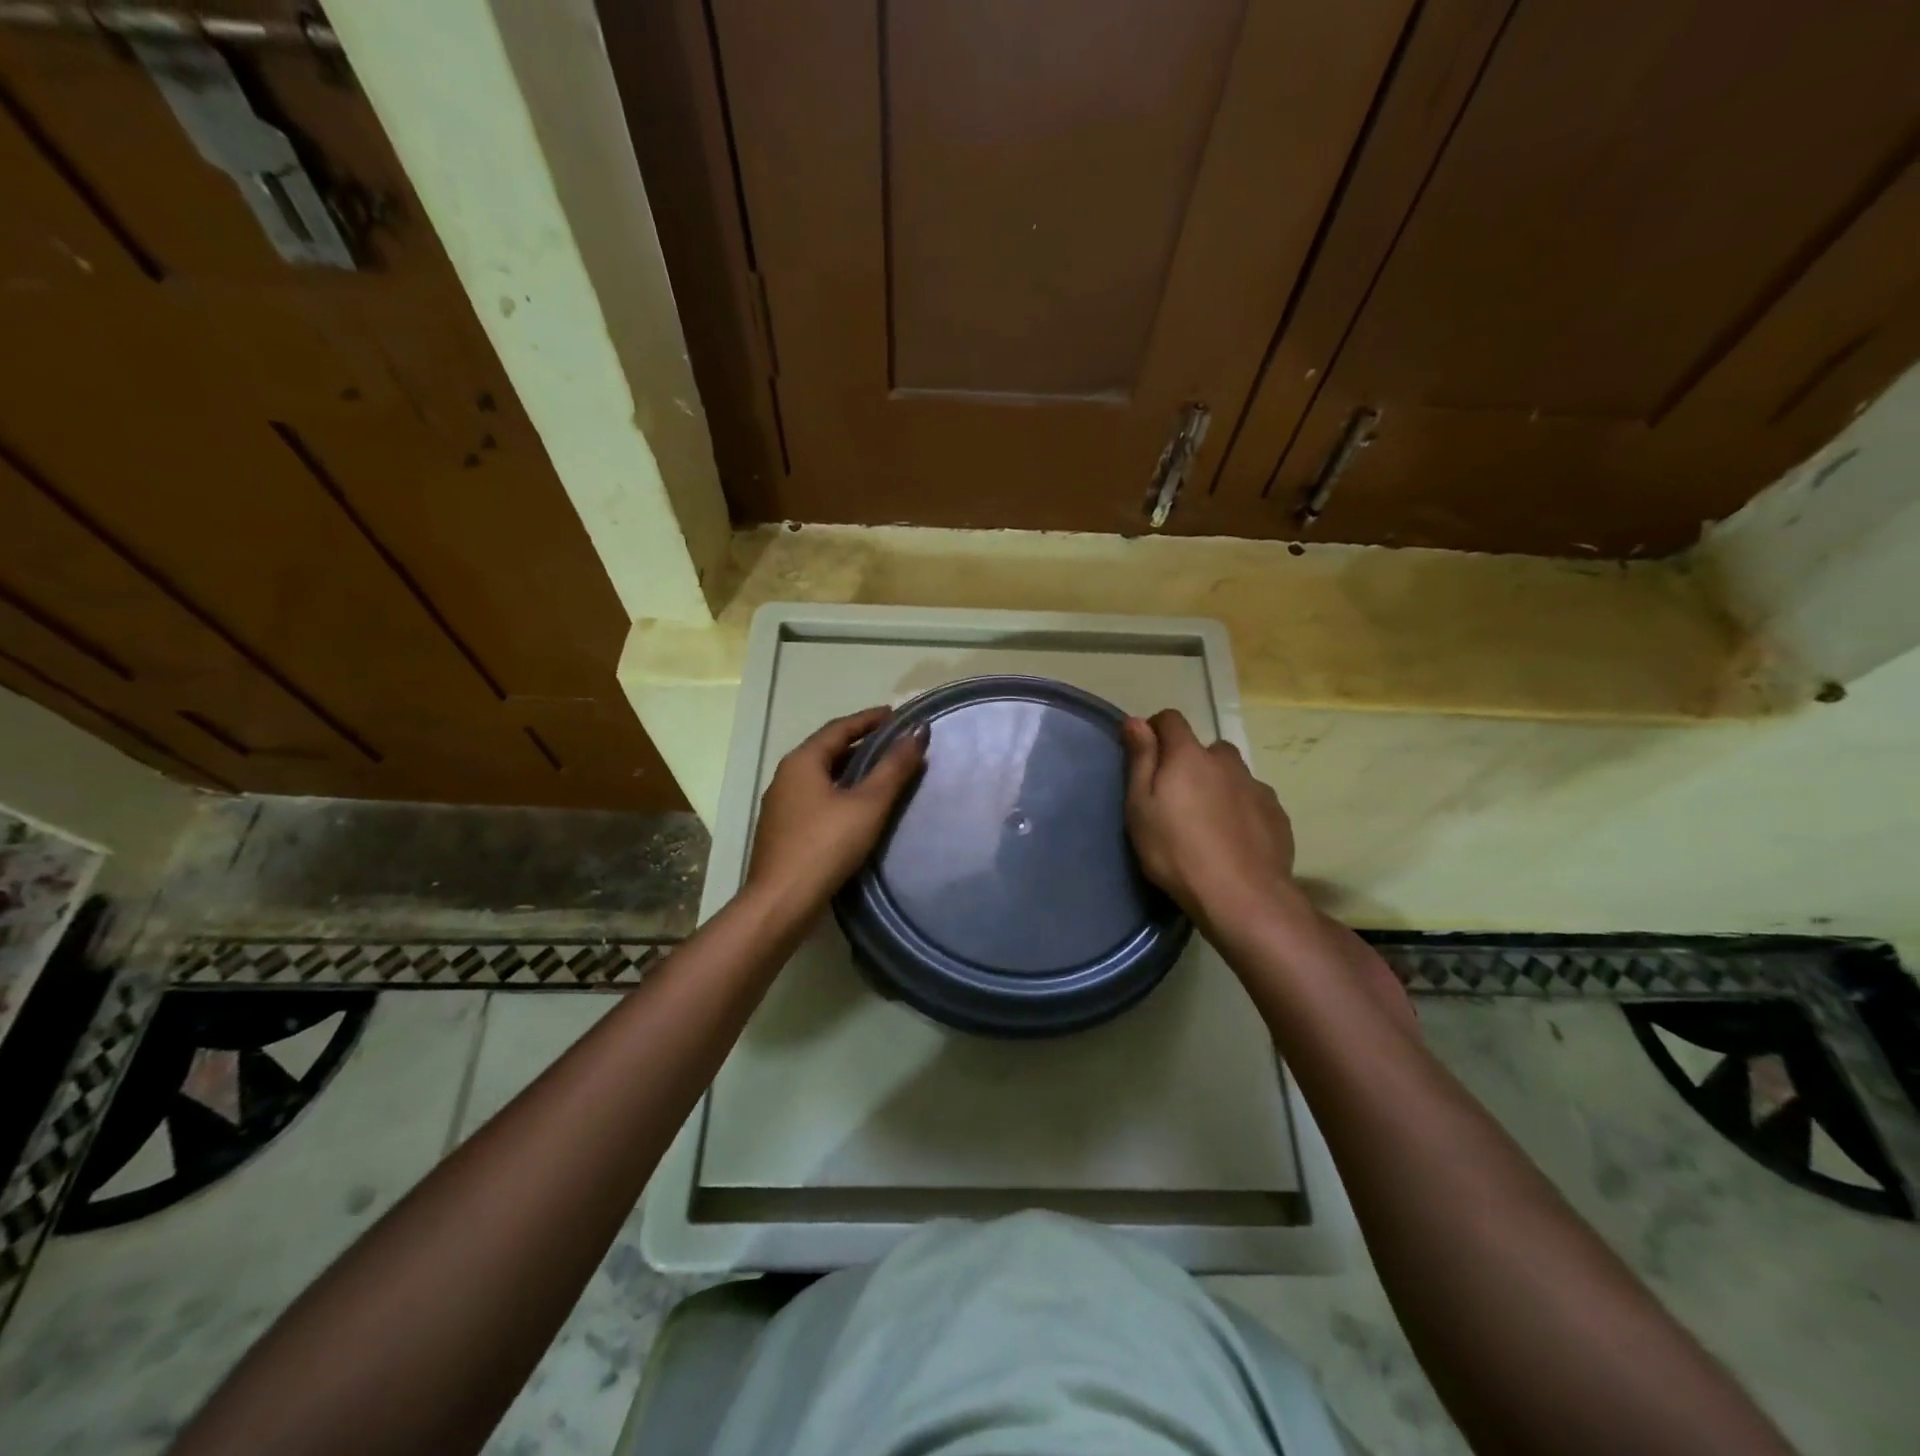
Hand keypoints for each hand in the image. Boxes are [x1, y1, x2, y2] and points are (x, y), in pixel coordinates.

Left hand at [744, 706, 927, 914]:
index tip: (897, 715)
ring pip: (822, 775)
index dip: (870, 719)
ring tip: (882, 771)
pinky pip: (816, 796)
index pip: (840, 727)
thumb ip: (894, 767)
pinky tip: (858, 806)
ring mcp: (782, 804)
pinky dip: (840, 791)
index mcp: (802, 761)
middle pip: (828, 749)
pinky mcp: (783, 829)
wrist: (781, 902)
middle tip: (894, 743)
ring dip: (851, 768)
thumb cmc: (826, 845)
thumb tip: (918, 731)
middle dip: (861, 743)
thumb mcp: (868, 804)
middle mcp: (786, 776)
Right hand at [1121, 709, 1295, 932]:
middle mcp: (1227, 762)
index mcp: (1189, 756)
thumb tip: (1135, 719)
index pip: (1171, 720)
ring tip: (1208, 823)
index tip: (1146, 755)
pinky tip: (1234, 839)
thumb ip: (1140, 759)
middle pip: (1206, 749)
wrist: (1241, 895)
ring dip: (1219, 786)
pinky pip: (1253, 801)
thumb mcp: (1140, 806)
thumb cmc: (1176, 850)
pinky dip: (1242, 810)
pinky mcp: (1277, 814)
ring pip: (1233, 776)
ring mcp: (1257, 787)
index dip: (1155, 730)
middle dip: (1191, 763)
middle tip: (1177, 799)